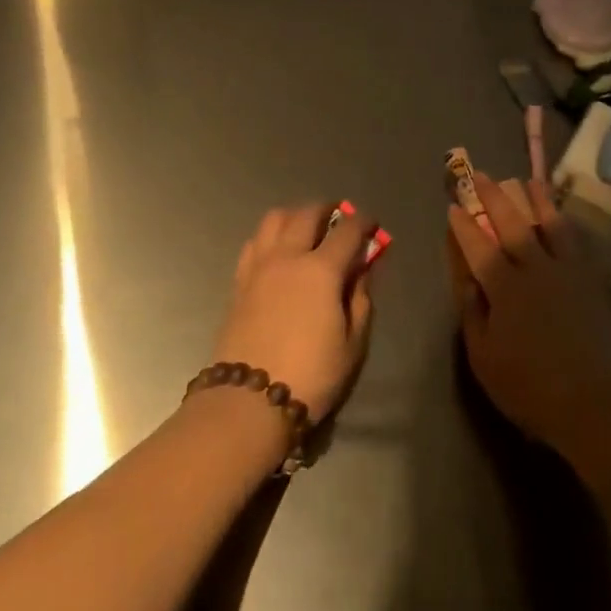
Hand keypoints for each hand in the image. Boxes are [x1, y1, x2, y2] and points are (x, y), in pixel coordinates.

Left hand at [213, 204, 378, 422]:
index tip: (371, 226)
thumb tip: (361, 270)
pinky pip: (255, 242)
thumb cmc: (311, 375)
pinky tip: (278, 251)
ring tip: (306, 228)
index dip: (363, 222)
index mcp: (322, 270)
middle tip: (339, 218)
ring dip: (295, 215)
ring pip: (275, 219)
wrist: (249, 401)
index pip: (347, 230)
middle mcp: (289, 257)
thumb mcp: (352, 343)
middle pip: (308, 213)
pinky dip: (270, 236)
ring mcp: (259, 266)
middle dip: (328, 209)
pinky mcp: (239, 281)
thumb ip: (360, 299)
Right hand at [445, 174, 610, 449]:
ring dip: (536, 199)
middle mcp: (534, 269)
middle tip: (481, 175)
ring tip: (526, 180)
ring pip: (549, 224)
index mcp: (504, 288)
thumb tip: (468, 280)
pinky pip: (575, 240)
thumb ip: (474, 313)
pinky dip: (564, 222)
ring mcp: (566, 271)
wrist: (592, 401)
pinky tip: (561, 215)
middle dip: (493, 197)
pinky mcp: (590, 280)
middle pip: (512, 224)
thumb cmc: (528, 386)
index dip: (463, 225)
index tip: (453, 205)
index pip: (478, 247)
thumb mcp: (484, 356)